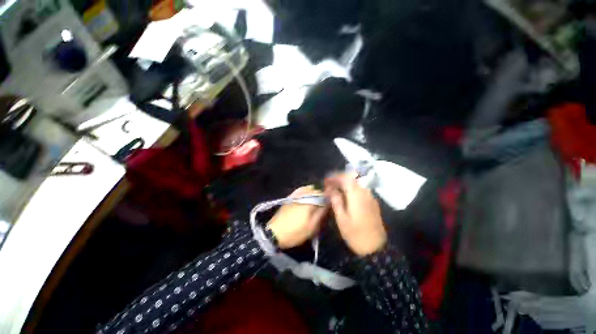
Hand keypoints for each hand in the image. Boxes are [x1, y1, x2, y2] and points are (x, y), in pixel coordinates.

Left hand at [267, 186, 327, 248]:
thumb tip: (328, 204)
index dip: (328, 197)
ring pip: (308, 189)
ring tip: (316, 201)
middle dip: (321, 195)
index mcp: (309, 202)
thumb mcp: (311, 227)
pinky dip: (306, 191)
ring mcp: (295, 195)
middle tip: (324, 204)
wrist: (274, 233)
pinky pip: (300, 190)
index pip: (323, 194)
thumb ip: (321, 214)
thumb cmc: (295, 232)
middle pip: (316, 190)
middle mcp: (302, 195)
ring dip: (314, 193)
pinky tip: (307, 197)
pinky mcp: (289, 197)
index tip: (330, 203)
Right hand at [324, 174, 386, 255]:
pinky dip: (351, 189)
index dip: (334, 178)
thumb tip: (330, 189)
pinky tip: (345, 196)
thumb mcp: (341, 218)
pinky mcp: (372, 202)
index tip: (325, 181)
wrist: (375, 248)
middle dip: (339, 179)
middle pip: (351, 179)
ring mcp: (370, 197)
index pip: (344, 179)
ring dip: (345, 183)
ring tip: (335, 189)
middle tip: (329, 185)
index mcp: (356, 195)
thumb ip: (336, 201)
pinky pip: (360, 190)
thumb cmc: (355, 234)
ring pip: (356, 183)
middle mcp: (364, 192)